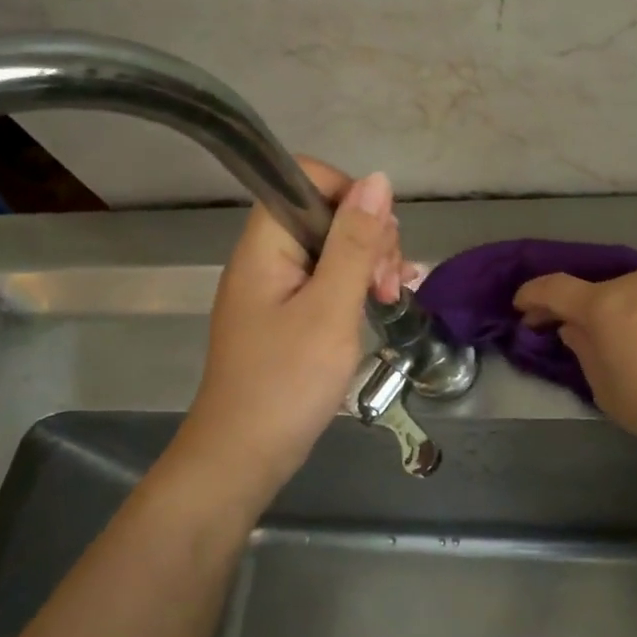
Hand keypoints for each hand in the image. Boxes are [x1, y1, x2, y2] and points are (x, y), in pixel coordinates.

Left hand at [166, 158, 410, 503]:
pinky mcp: (288, 317)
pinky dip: (357, 287)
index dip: (349, 194)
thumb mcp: (331, 309)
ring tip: (391, 297)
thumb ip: (355, 244)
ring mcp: (276, 290)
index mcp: (265, 247)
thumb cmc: (287, 383)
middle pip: (323, 214)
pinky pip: (327, 283)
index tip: (379, 237)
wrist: (245, 456)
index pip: (303, 180)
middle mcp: (266, 259)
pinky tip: (385, 302)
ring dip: (369, 264)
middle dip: (367, 237)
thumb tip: (378, 181)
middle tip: (386, 283)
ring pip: (331, 250)